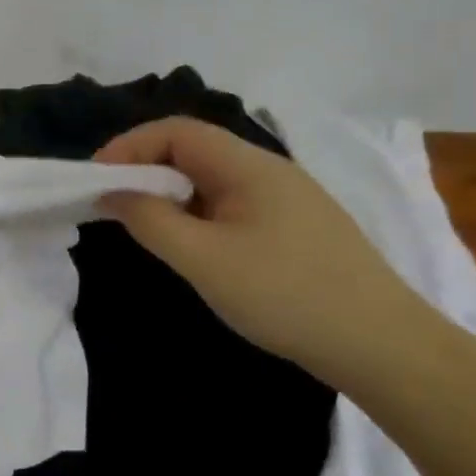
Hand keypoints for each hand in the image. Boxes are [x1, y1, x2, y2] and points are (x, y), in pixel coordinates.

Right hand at [95, 117, 430, 376]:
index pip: (177, 131)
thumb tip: (111, 192)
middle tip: (111, 204)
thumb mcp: (204, 260)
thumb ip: (150, 221)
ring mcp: (286, 200)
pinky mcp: (293, 228)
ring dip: (170, 194)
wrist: (381, 344)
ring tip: (143, 226)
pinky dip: (196, 214)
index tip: (95, 178)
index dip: (129, 146)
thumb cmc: (285, 295)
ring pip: (211, 180)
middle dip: (145, 169)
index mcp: (249, 166)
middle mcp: (269, 171)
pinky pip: (230, 205)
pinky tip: (191, 246)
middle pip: (194, 151)